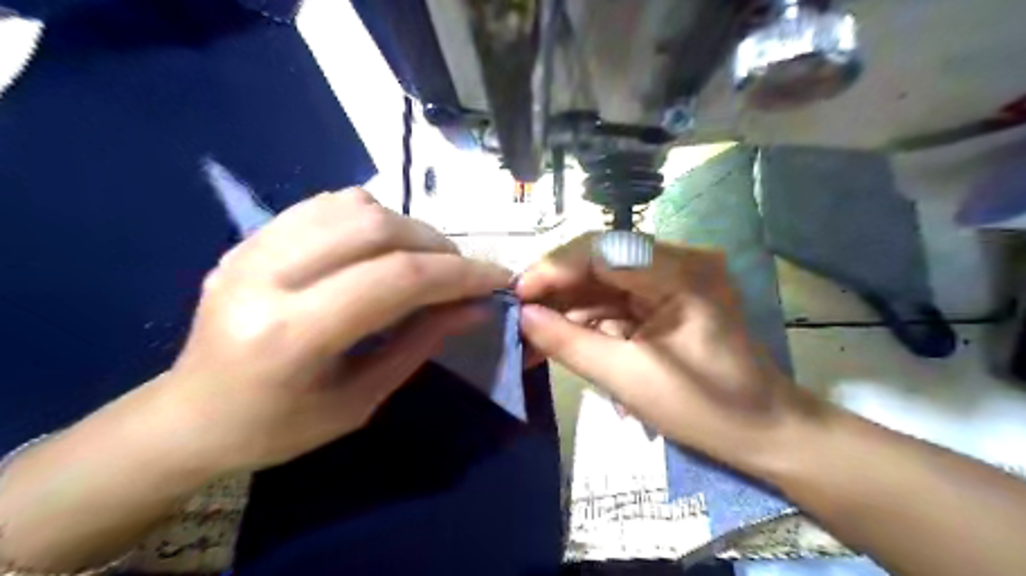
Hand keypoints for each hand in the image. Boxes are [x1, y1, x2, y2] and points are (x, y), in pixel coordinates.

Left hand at [155, 190, 507, 472]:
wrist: (190, 415)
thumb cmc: (278, 428)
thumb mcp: (361, 400)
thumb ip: (421, 344)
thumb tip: (476, 306)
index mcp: (291, 335)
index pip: (397, 278)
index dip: (459, 274)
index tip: (497, 279)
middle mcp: (266, 276)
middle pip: (377, 228)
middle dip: (438, 246)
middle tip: (463, 273)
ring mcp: (251, 247)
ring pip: (355, 205)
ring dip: (409, 228)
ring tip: (427, 260)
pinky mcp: (250, 236)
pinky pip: (327, 204)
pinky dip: (373, 217)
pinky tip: (383, 247)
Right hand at [518, 233, 823, 477]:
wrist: (762, 430)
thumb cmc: (704, 409)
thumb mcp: (628, 378)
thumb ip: (570, 343)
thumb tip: (523, 317)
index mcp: (682, 273)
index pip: (603, 251)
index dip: (554, 269)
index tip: (517, 296)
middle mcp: (680, 260)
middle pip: (600, 259)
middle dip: (557, 288)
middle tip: (519, 315)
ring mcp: (674, 275)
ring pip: (603, 279)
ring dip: (568, 304)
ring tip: (532, 331)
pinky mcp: (667, 294)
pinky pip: (617, 296)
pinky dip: (589, 316)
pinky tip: (563, 334)